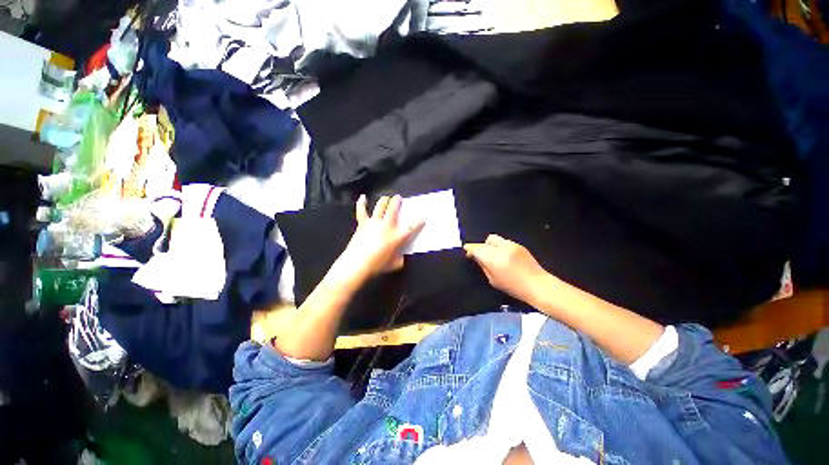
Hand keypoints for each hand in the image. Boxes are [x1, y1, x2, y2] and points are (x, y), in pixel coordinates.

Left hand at [328, 195, 423, 285]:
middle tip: (399, 198)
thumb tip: (400, 255)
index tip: (422, 217)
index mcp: (398, 236)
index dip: (419, 221)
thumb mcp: (394, 265)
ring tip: (386, 198)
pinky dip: (362, 203)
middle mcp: (387, 225)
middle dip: (398, 201)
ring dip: (384, 200)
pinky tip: (363, 197)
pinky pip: (361, 211)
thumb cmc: (377, 266)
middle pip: (394, 208)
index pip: (412, 226)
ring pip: (380, 206)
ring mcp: (374, 222)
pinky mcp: (363, 223)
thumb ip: (400, 258)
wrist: (357, 264)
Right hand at [464, 235, 548, 304]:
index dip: (470, 248)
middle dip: (479, 247)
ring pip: (493, 239)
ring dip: (489, 245)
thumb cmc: (514, 287)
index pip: (477, 249)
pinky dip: (498, 246)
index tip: (466, 250)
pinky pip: (503, 241)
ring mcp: (511, 245)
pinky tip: (502, 255)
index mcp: (494, 260)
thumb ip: (483, 266)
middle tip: (478, 254)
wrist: (538, 285)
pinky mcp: (518, 245)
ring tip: (491, 254)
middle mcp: (502, 249)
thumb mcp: (493, 280)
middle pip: (484, 242)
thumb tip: (476, 257)